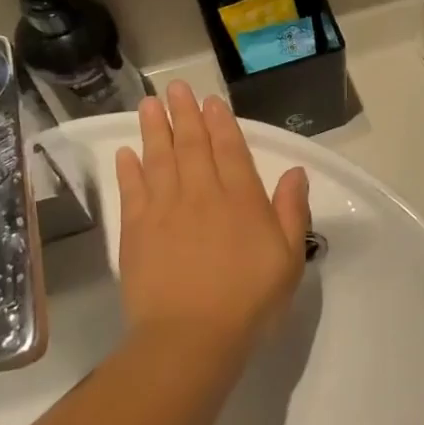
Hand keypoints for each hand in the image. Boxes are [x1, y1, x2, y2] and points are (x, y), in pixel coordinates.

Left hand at [114, 83, 311, 358]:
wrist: (191, 336)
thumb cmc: (249, 300)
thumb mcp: (289, 258)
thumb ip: (292, 211)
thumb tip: (297, 172)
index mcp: (241, 200)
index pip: (230, 150)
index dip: (221, 123)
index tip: (211, 101)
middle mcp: (202, 194)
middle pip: (192, 146)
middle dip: (185, 115)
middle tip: (176, 88)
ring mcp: (165, 210)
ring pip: (159, 159)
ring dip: (154, 129)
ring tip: (149, 104)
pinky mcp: (136, 231)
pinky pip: (132, 190)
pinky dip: (129, 169)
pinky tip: (126, 152)